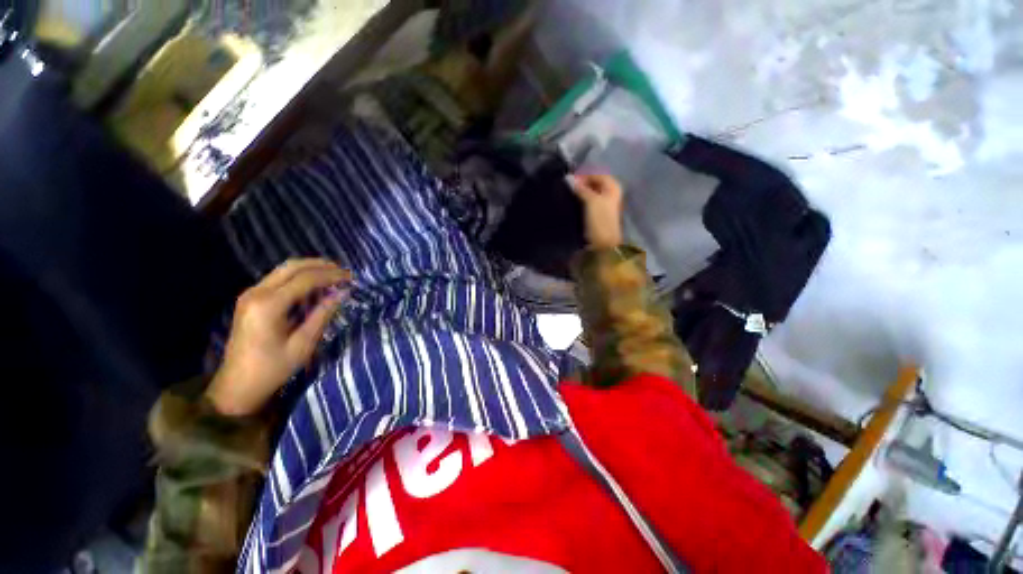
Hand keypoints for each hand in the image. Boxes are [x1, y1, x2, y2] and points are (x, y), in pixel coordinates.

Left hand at [207, 259, 351, 416]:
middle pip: (292, 267)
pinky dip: (299, 277)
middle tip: (343, 271)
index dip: (331, 275)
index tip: (351, 277)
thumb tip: (343, 293)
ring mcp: (250, 294)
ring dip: (310, 269)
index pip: (305, 279)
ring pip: (284, 270)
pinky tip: (314, 285)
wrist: (238, 385)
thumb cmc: (273, 368)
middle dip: (320, 265)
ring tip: (333, 275)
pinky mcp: (250, 299)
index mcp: (268, 305)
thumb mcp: (303, 343)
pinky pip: (278, 279)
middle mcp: (256, 293)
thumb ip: (323, 314)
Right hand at [569, 174, 624, 248]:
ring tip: (567, 194)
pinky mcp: (597, 213)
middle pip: (593, 183)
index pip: (596, 174)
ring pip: (589, 193)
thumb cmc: (600, 220)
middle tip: (566, 187)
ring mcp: (604, 204)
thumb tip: (568, 178)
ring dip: (579, 193)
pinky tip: (571, 202)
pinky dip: (580, 200)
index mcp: (613, 186)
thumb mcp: (591, 201)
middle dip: (580, 184)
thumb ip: (580, 188)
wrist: (603, 243)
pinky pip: (587, 202)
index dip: (583, 176)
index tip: (568, 180)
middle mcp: (610, 193)